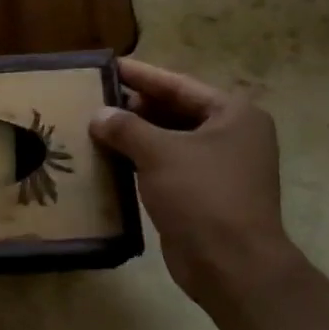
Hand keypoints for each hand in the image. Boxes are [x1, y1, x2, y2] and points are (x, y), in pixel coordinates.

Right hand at [89, 60, 301, 303]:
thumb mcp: (159, 153)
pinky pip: (167, 167)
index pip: (179, 85)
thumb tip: (99, 115)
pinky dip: (141, 161)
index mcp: (233, 114)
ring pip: (170, 141)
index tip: (109, 65)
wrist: (230, 264)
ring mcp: (219, 167)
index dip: (142, 75)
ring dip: (135, 136)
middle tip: (95, 98)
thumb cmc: (202, 195)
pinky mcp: (203, 195)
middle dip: (136, 107)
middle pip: (175, 111)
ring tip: (95, 126)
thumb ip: (126, 128)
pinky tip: (110, 159)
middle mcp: (232, 135)